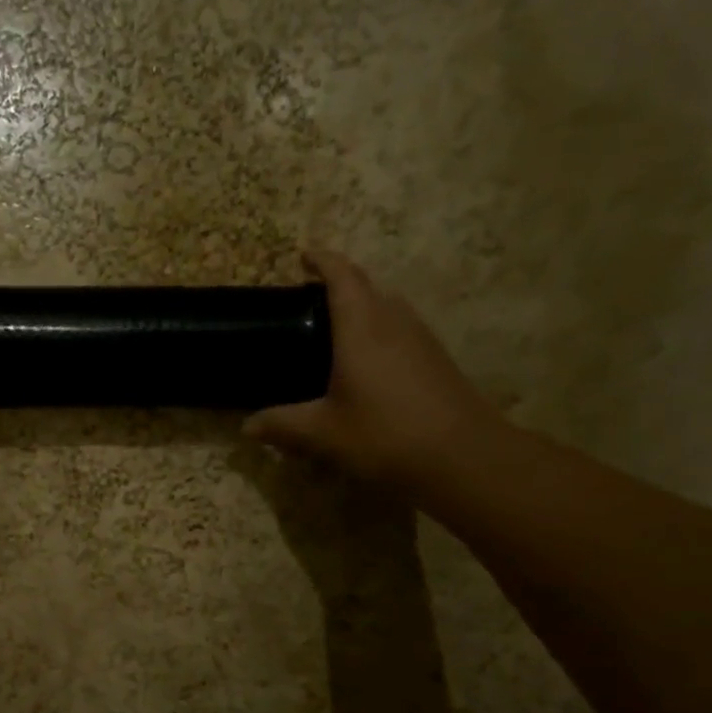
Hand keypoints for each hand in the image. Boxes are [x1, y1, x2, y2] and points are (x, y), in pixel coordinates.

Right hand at [243, 248, 500, 486]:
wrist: (464, 458)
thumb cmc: (385, 435)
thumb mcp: (323, 434)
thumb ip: (282, 425)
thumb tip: (247, 427)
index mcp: (361, 329)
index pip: (342, 278)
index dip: (323, 261)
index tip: (304, 255)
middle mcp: (394, 323)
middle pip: (368, 287)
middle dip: (341, 283)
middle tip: (311, 298)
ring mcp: (421, 340)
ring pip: (389, 307)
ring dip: (364, 306)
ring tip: (337, 328)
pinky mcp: (436, 361)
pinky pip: (402, 330)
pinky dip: (380, 330)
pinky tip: (368, 363)